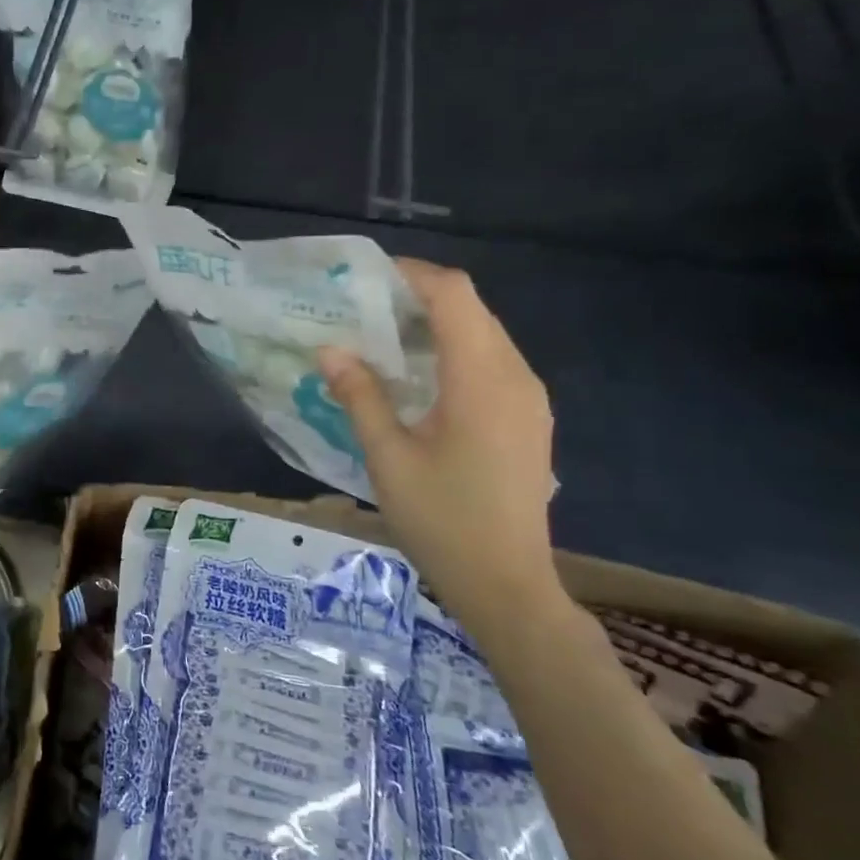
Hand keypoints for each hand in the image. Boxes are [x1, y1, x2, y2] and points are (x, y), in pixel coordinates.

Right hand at [317, 260, 562, 631]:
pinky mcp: (528, 418)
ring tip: (381, 338)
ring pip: (483, 334)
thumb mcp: (387, 458)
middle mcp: (516, 377)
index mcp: (482, 379)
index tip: (364, 278)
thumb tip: (330, 350)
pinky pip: (491, 361)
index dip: (412, 275)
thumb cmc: (442, 521)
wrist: (507, 584)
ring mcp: (528, 398)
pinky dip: (452, 352)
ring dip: (435, 325)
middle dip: (417, 297)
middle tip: (361, 309)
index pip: (454, 295)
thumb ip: (360, 397)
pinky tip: (417, 378)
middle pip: (471, 309)